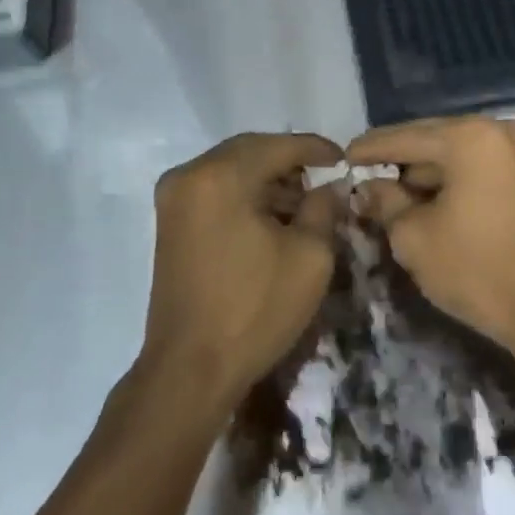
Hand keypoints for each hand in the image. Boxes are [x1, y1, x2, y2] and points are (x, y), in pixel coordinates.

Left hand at [143, 132, 344, 412]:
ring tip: (304, 202)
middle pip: (250, 151)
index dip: (316, 149)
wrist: (191, 369)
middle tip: (325, 177)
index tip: (345, 159)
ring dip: (267, 178)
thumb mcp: (310, 256)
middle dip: (290, 161)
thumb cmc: (255, 309)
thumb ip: (324, 207)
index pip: (278, 145)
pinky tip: (272, 216)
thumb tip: (330, 186)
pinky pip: (215, 190)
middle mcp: (189, 176)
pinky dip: (245, 194)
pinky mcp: (169, 222)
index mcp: (221, 176)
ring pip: (231, 169)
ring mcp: (173, 199)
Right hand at [346, 116, 514, 352]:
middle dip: (397, 159)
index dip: (369, 149)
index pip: (404, 138)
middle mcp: (494, 132)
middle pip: (430, 140)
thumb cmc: (472, 267)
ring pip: (452, 154)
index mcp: (467, 138)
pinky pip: (473, 167)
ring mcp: (514, 152)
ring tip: (388, 192)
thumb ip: (384, 201)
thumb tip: (367, 187)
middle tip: (362, 173)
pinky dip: (448, 179)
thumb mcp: (412, 235)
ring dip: (422, 172)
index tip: (342, 156)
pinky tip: (423, 198)